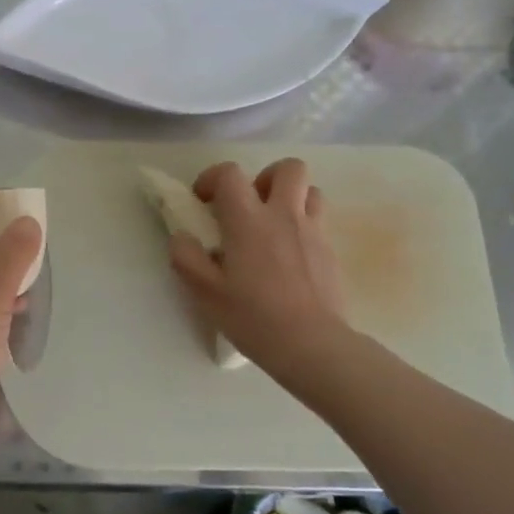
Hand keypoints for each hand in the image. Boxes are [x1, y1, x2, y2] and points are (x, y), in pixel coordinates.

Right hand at [169, 159, 349, 367]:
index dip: (213, 178)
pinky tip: (290, 258)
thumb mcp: (205, 292)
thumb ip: (186, 257)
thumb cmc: (253, 317)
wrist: (311, 345)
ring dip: (291, 199)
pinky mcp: (331, 252)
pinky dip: (303, 228)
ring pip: (311, 191)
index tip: (204, 201)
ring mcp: (313, 232)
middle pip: (288, 168)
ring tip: (274, 226)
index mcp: (248, 221)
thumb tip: (182, 237)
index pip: (230, 174)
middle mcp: (284, 216)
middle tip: (250, 206)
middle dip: (266, 177)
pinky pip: (319, 223)